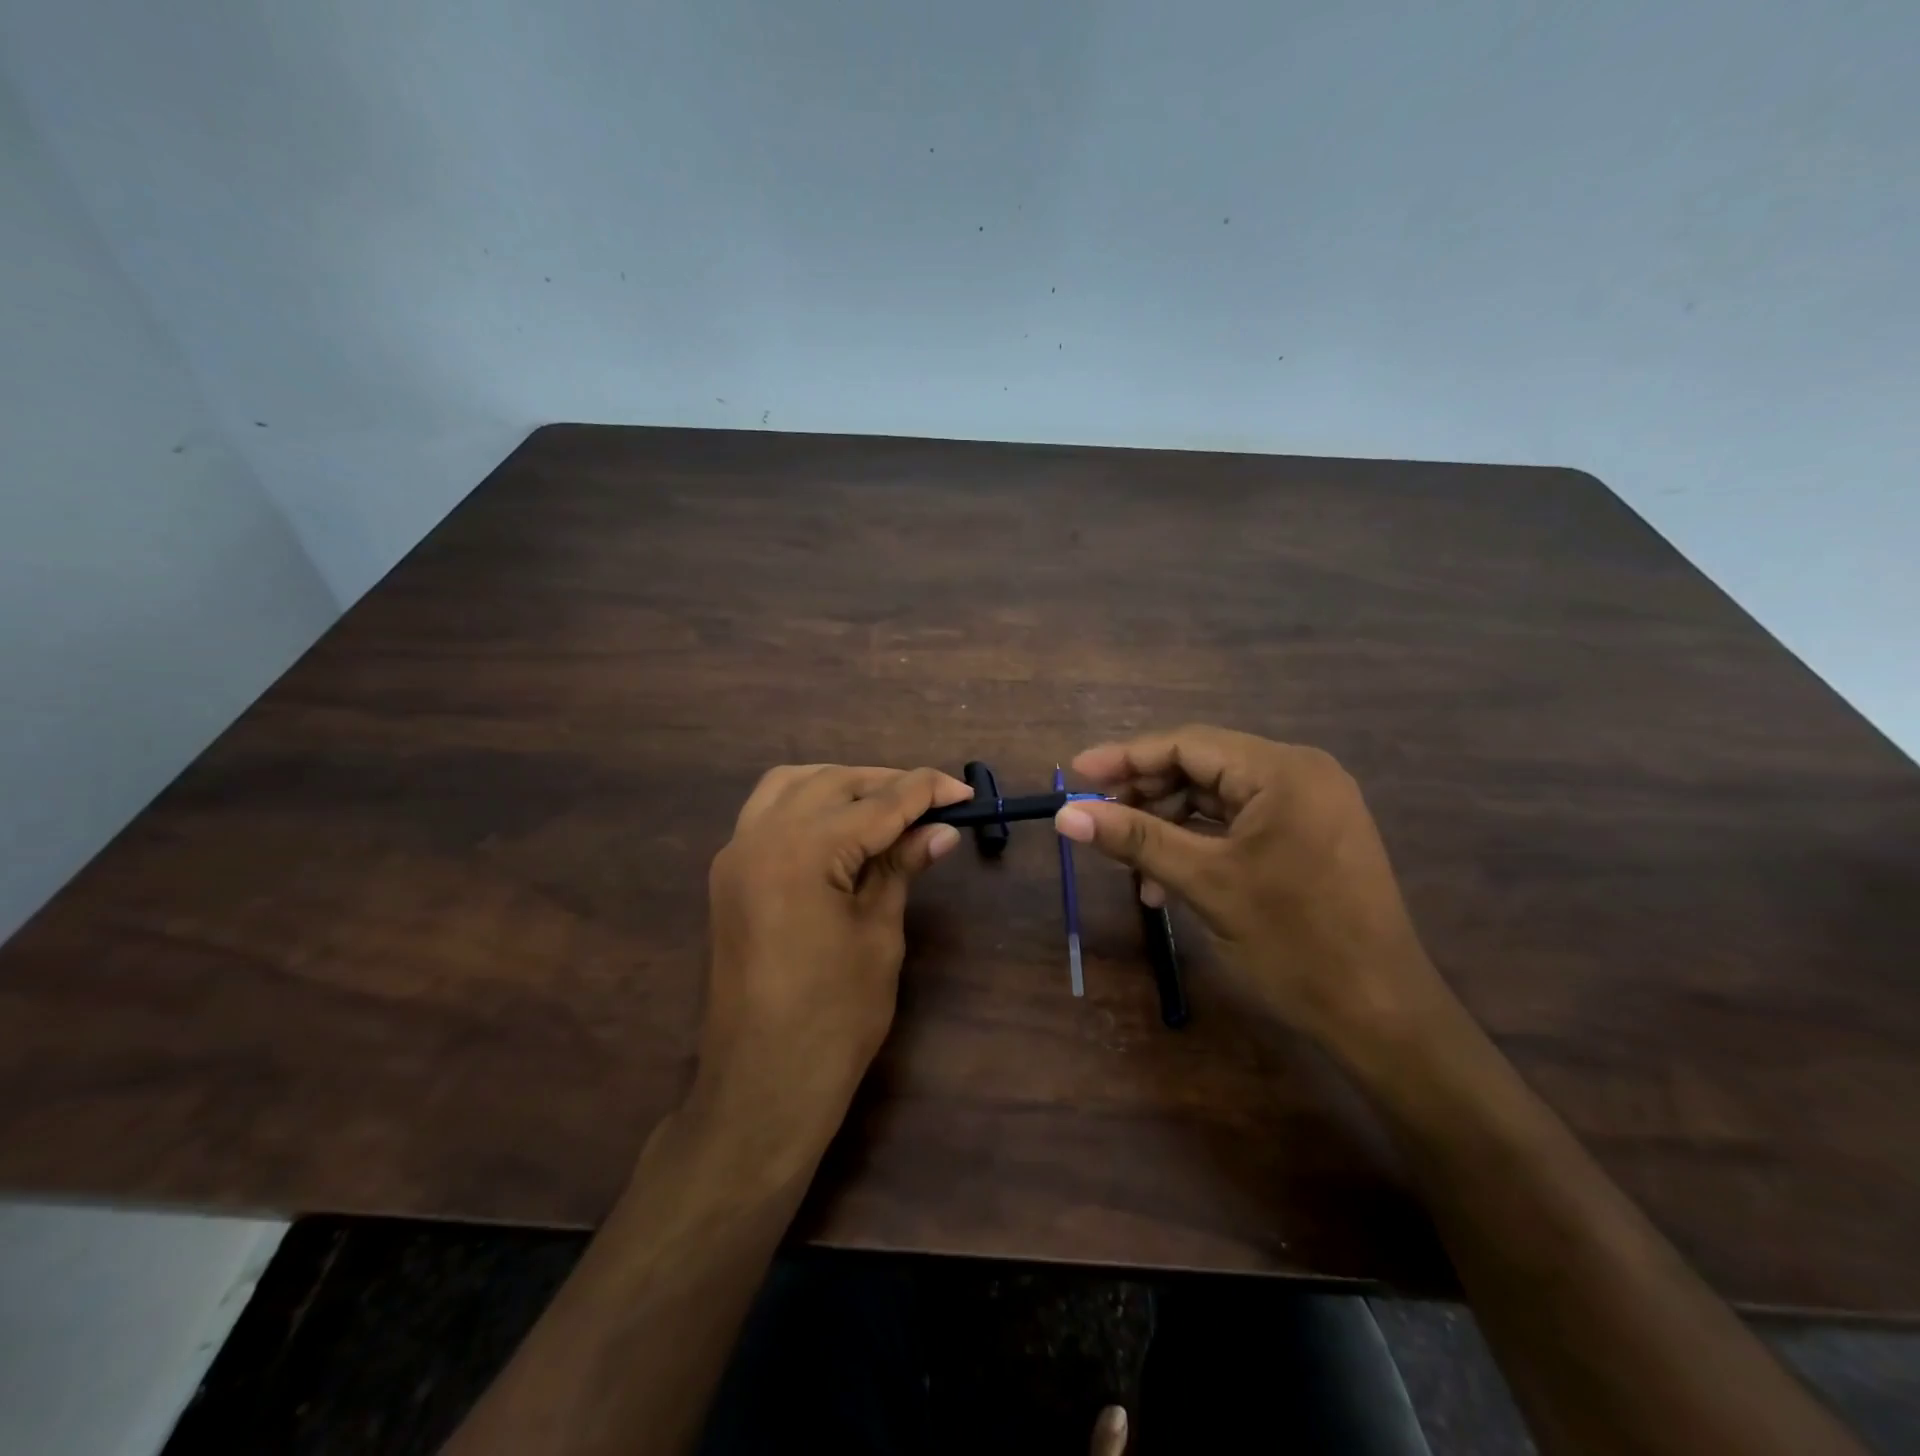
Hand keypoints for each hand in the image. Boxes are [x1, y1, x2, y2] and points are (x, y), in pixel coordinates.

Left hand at [697, 764, 970, 1147]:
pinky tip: (838, 825)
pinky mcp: (730, 874)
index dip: (925, 792)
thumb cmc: (834, 1018)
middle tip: (933, 804)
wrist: (762, 1084)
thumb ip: (900, 868)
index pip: (877, 804)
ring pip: (792, 785)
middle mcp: (760, 837)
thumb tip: (940, 831)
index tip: (963, 793)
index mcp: (802, 852)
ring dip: (842, 785)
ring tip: (886, 807)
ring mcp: (736, 854)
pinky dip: (807, 803)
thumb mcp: (878, 934)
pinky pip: (767, 812)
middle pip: (833, 783)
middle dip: (886, 784)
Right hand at [1054, 726, 1446, 1051]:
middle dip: (1146, 796)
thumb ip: (1134, 839)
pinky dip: (1200, 844)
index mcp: (1282, 771)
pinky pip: (1239, 824)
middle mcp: (1299, 774)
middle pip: (1201, 767)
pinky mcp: (1309, 835)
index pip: (1187, 744)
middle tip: (1098, 822)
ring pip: (1217, 798)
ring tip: (1131, 867)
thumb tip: (1066, 815)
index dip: (1125, 758)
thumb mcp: (1205, 884)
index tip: (1076, 775)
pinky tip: (1167, 881)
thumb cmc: (1294, 943)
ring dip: (1169, 826)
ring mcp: (1309, 805)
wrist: (1382, 1015)